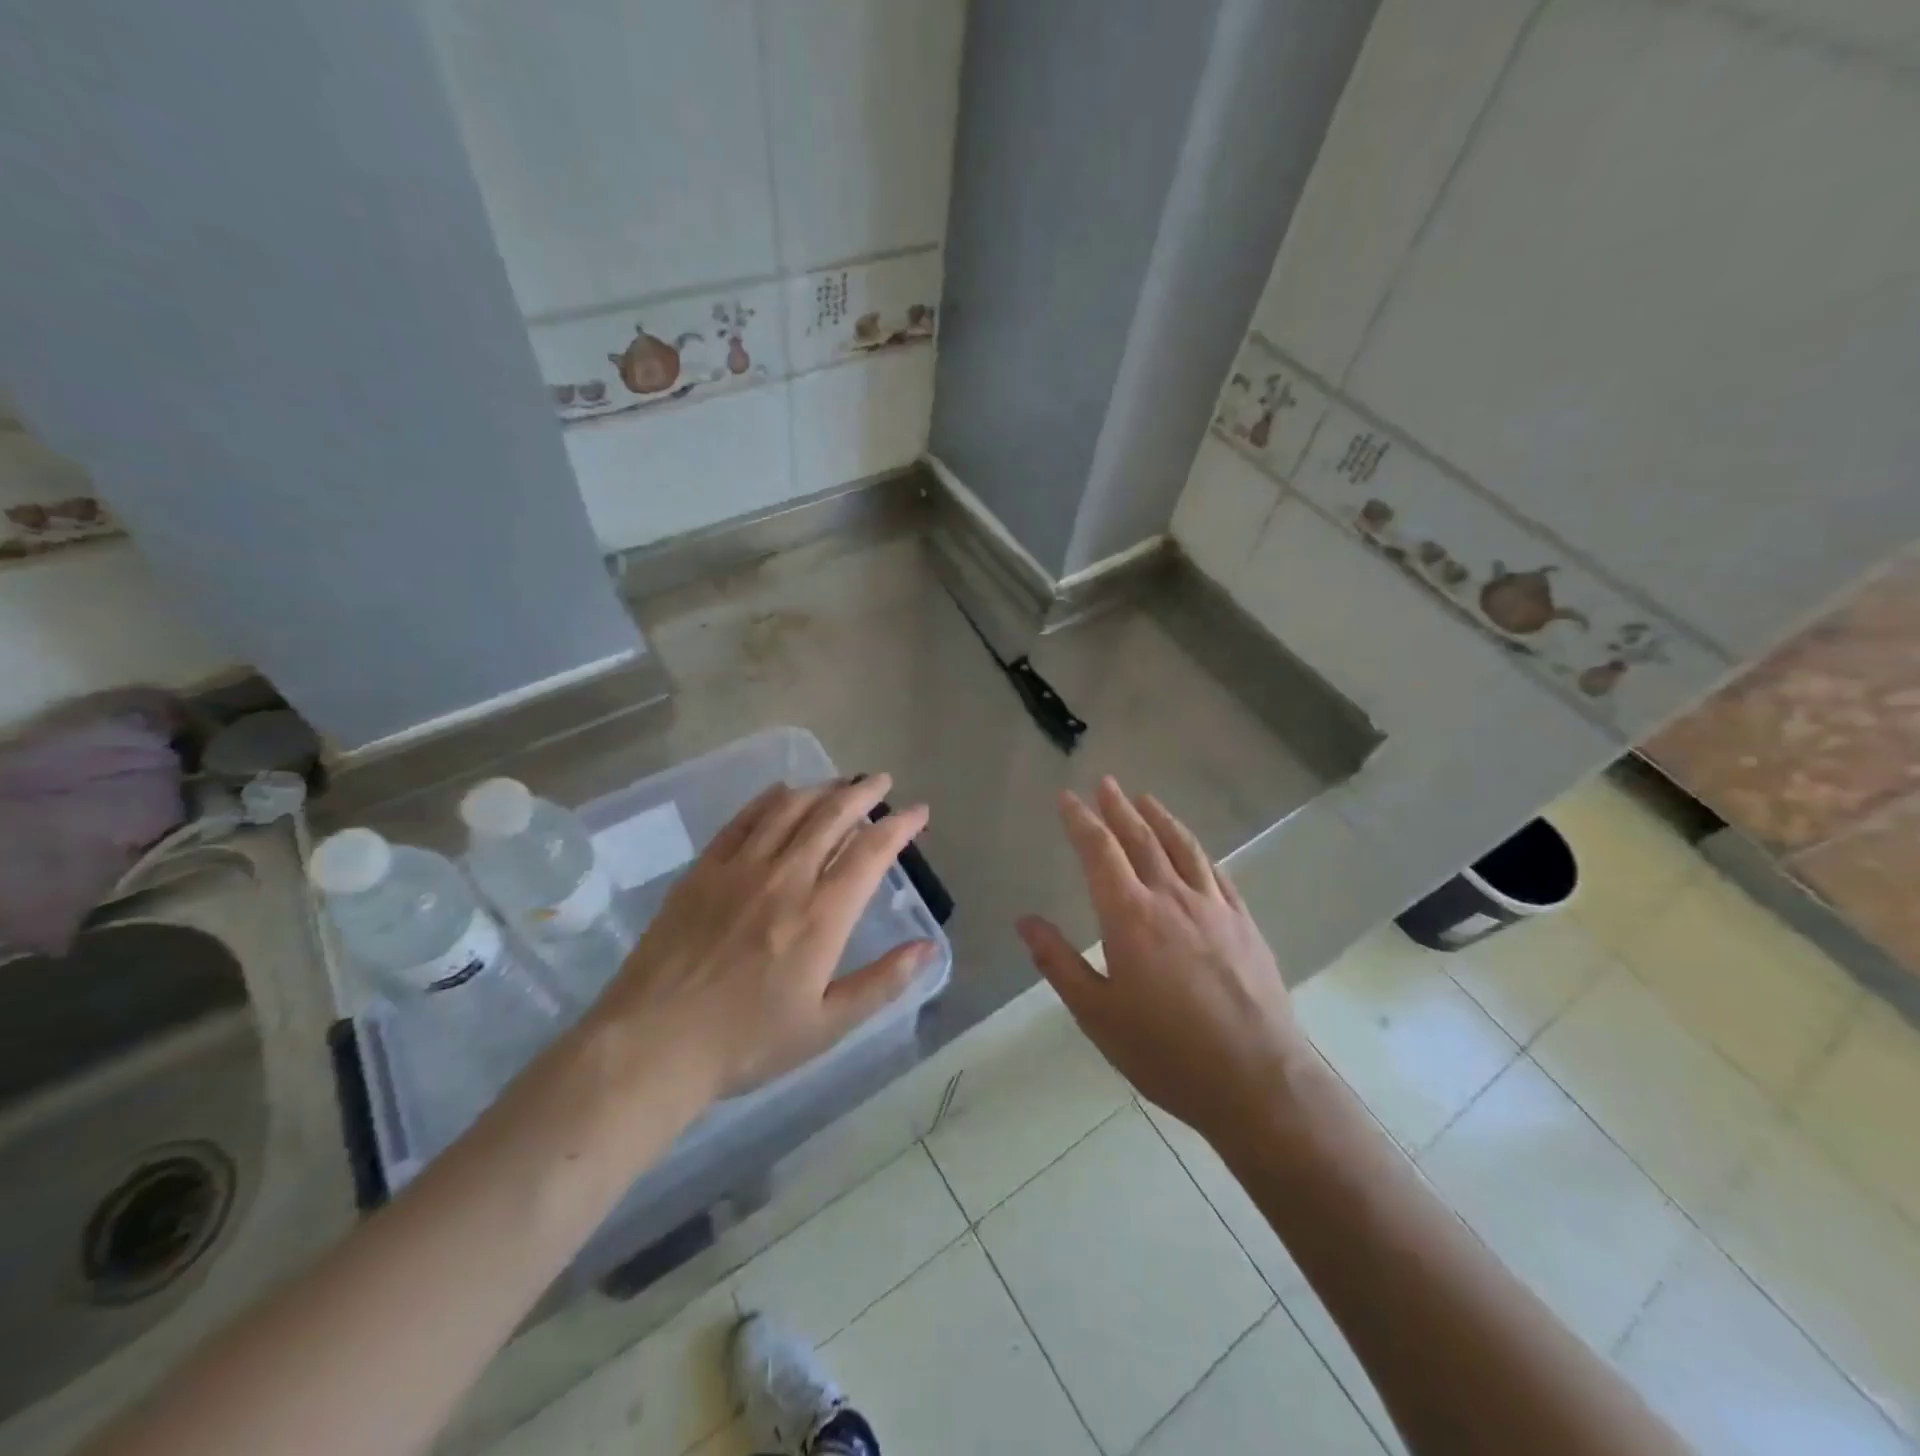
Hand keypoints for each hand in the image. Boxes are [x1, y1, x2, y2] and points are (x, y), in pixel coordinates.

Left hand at [582, 774, 933, 1106]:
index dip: (900, 825)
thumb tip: (928, 948)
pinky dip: (770, 799)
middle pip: (832, 816)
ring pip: (789, 809)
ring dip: (821, 789)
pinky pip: (743, 820)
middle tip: (881, 781)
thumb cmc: (747, 1041)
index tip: (918, 811)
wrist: (652, 1044)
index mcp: (822, 915)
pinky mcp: (703, 870)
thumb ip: (882, 983)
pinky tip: (782, 793)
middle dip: (863, 793)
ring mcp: (740, 868)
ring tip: (840, 783)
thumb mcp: (826, 1026)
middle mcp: (786, 877)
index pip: (871, 852)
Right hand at [1017, 777, 1308, 1148]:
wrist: (1257, 1081)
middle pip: (1141, 839)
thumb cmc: (1166, 1052)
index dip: (1081, 821)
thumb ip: (1059, 963)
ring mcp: (1214, 908)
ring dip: (1160, 819)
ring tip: (1145, 798)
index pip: (1099, 852)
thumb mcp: (1097, 1015)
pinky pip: (1217, 873)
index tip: (1067, 797)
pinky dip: (1198, 851)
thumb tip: (1025, 921)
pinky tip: (1194, 850)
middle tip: (1105, 783)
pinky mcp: (1244, 924)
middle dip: (1118, 808)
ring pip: (1182, 848)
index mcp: (1130, 917)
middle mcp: (1172, 898)